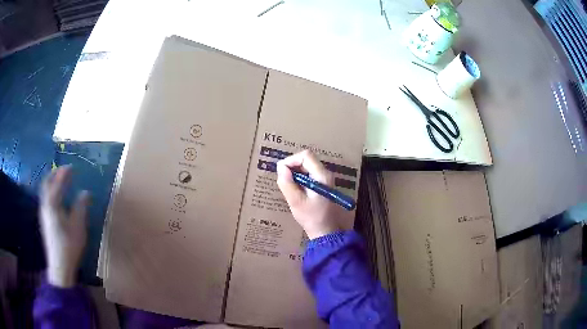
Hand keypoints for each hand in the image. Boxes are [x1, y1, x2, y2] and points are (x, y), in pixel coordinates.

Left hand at [39, 166, 89, 287]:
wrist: (59, 266)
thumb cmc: (69, 246)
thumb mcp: (78, 227)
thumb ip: (80, 207)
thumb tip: (85, 192)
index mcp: (53, 204)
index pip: (58, 183)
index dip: (64, 173)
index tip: (71, 167)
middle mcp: (45, 205)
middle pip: (46, 183)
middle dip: (54, 174)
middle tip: (63, 171)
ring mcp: (43, 213)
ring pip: (44, 191)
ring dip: (51, 182)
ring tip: (59, 181)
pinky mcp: (44, 220)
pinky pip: (45, 198)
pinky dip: (50, 191)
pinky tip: (56, 198)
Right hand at [277, 150, 342, 239]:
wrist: (325, 231)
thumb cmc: (311, 218)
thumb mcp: (296, 201)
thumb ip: (287, 183)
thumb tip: (280, 167)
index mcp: (322, 175)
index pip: (305, 156)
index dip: (291, 160)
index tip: (281, 171)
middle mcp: (325, 174)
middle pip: (306, 160)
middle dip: (292, 166)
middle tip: (283, 180)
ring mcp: (324, 179)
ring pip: (306, 167)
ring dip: (295, 173)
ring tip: (287, 186)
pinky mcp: (322, 185)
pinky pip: (308, 175)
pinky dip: (299, 178)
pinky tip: (294, 190)